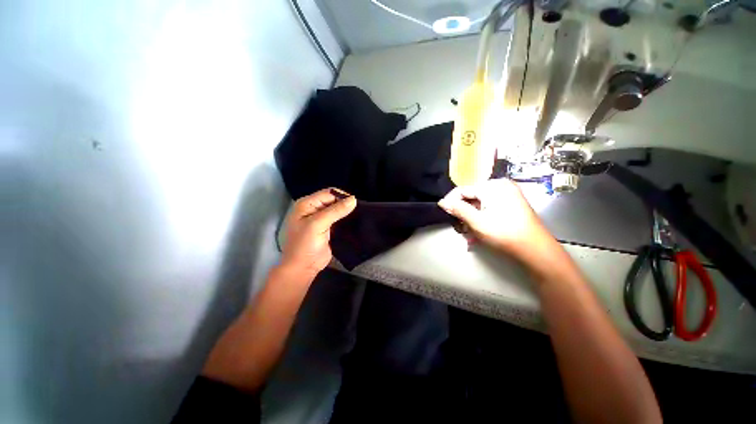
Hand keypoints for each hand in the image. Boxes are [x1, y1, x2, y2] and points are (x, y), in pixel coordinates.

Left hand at [281, 188, 356, 277]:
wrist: (303, 268)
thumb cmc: (305, 245)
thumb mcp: (318, 224)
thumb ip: (336, 211)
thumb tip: (354, 199)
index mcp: (307, 204)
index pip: (328, 193)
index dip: (341, 196)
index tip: (355, 204)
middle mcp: (313, 209)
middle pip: (333, 200)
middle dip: (345, 204)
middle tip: (359, 210)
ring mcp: (321, 219)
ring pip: (337, 210)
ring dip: (346, 212)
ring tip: (358, 215)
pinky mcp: (328, 229)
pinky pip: (339, 220)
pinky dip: (346, 219)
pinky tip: (354, 221)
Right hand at [438, 179, 552, 256]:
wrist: (535, 250)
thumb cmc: (504, 234)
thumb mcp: (477, 222)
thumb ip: (458, 209)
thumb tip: (442, 202)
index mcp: (493, 186)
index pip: (463, 190)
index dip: (451, 202)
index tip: (445, 215)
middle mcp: (500, 186)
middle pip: (471, 197)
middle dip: (463, 213)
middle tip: (460, 229)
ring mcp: (508, 194)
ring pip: (479, 204)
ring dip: (471, 218)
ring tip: (470, 234)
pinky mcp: (511, 203)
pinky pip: (489, 207)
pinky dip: (481, 218)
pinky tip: (479, 231)